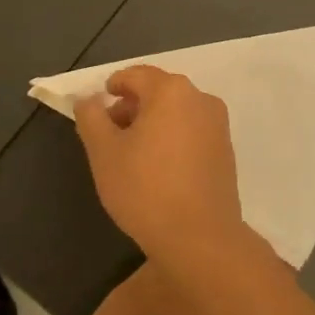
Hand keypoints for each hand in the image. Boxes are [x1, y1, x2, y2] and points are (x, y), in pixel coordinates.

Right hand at [73, 66, 244, 265]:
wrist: (200, 238)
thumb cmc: (145, 189)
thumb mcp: (104, 152)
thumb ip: (91, 117)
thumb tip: (88, 98)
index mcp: (171, 90)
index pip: (134, 75)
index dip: (112, 87)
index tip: (97, 110)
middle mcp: (200, 99)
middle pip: (157, 91)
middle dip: (131, 107)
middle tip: (109, 135)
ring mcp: (218, 125)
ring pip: (176, 112)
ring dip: (152, 123)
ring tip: (132, 155)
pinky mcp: (226, 151)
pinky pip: (192, 131)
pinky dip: (172, 138)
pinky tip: (159, 168)